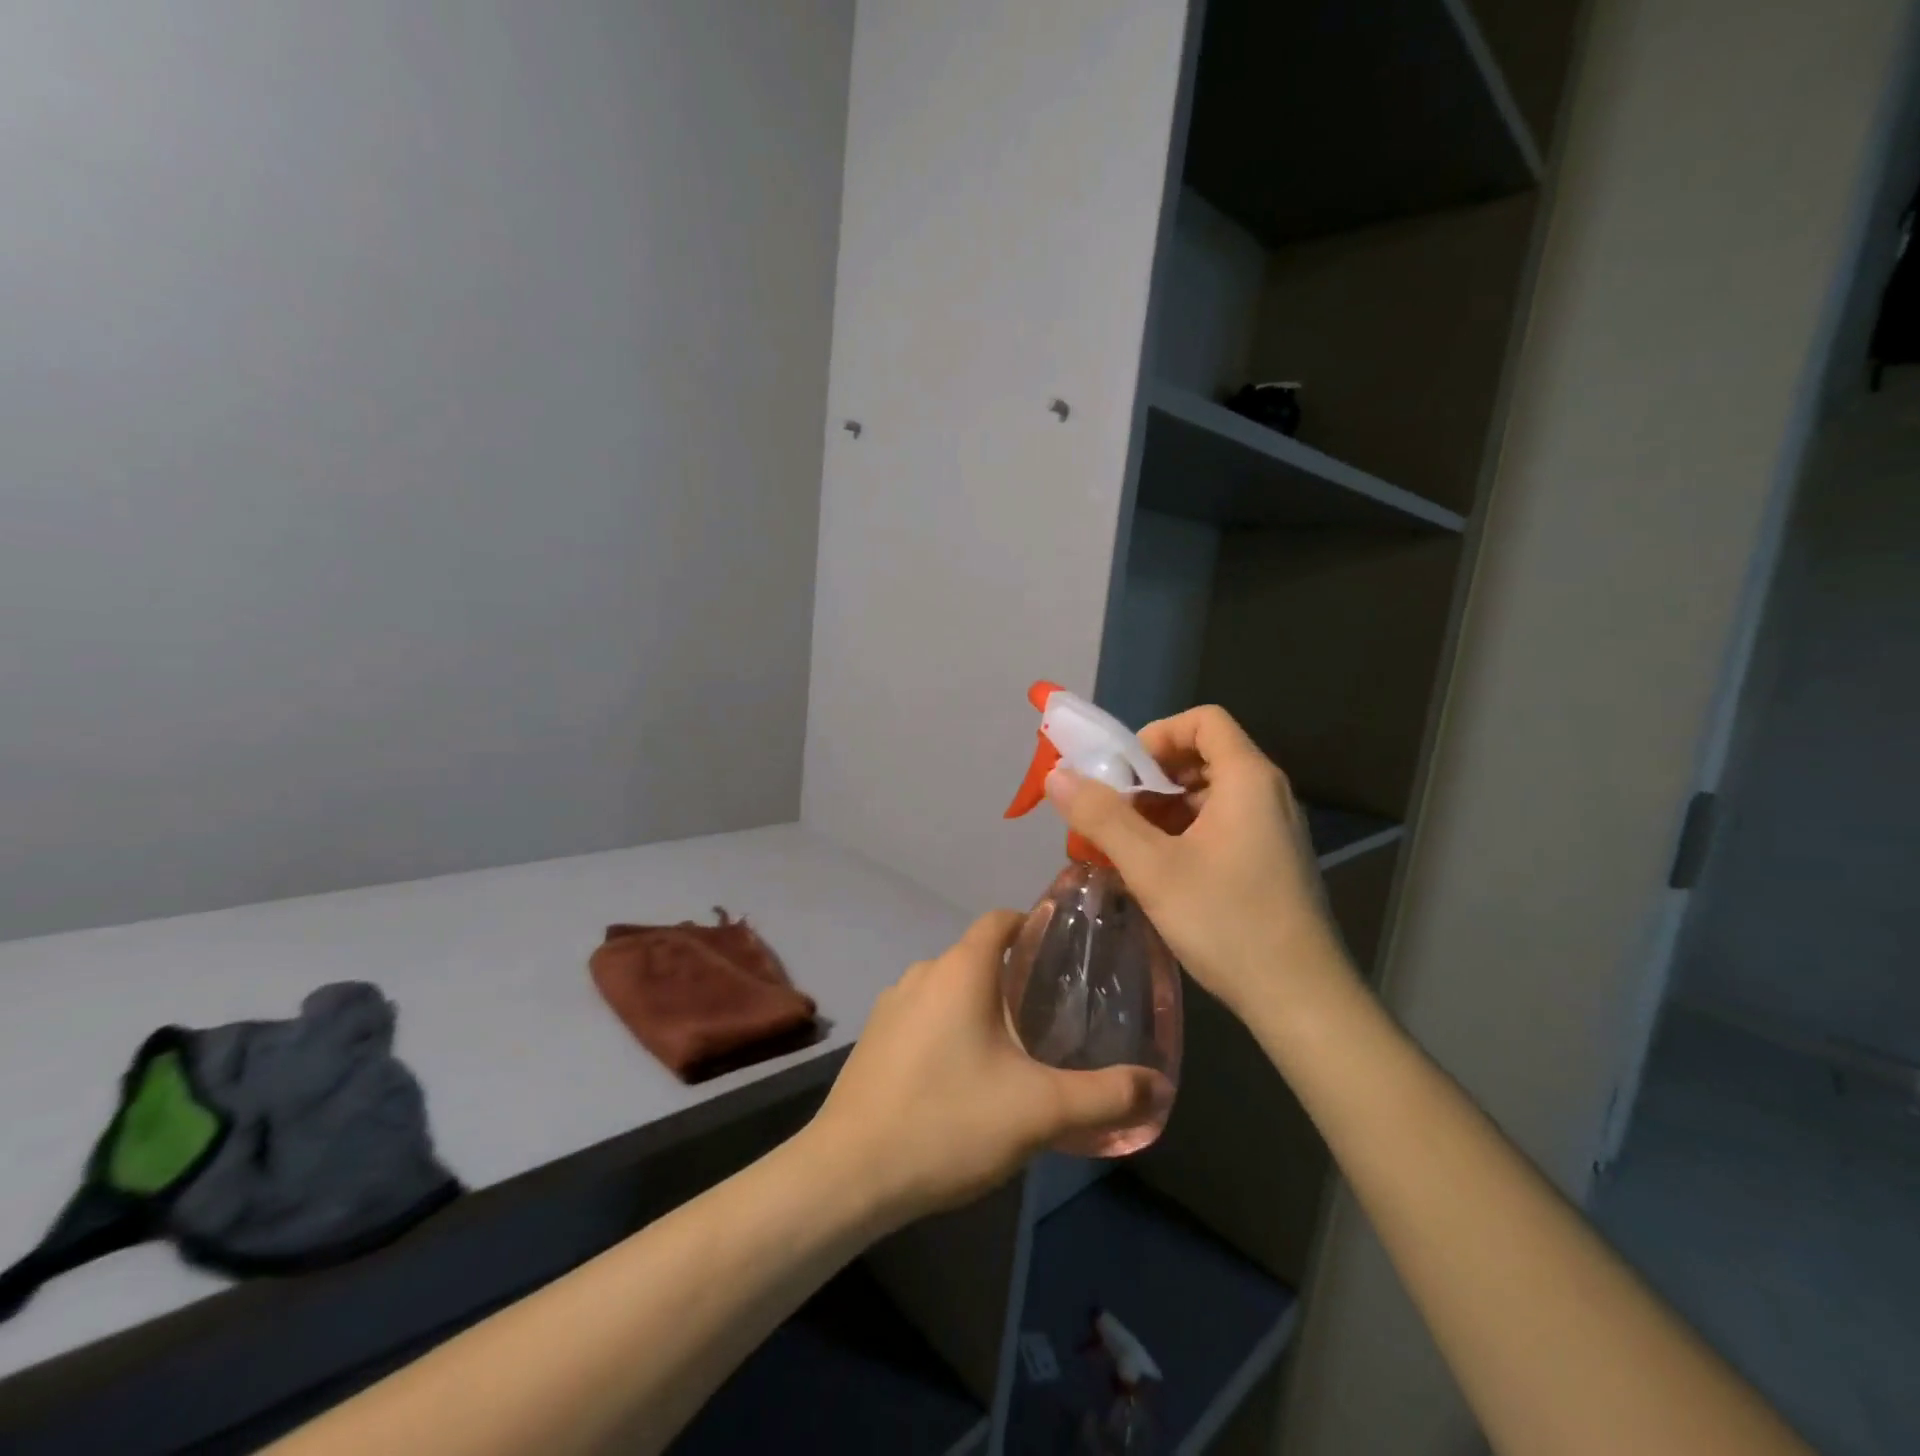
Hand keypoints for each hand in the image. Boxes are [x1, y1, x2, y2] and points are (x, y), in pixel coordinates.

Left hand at [806, 911, 1159, 1226]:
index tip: (1063, 952)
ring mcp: (891, 1005)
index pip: (1000, 920)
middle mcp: (922, 973)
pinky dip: (949, 1027)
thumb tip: (1157, 1085)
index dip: (1032, 925)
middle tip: (1051, 1013)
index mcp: (960, 970)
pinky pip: (923, 1015)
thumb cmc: (949, 1122)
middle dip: (1013, 976)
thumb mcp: (1039, 1111)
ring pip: (948, 988)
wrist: (849, 1173)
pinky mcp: (873, 1038)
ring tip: (1013, 1047)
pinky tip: (963, 1075)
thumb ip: (1104, 1096)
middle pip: (976, 956)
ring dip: (980, 1004)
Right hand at [1043, 705, 1352, 1018]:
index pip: (1203, 720)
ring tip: (1124, 846)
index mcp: (1247, 779)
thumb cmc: (1227, 921)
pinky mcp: (1269, 861)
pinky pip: (1219, 825)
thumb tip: (1057, 776)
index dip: (1157, 734)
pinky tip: (1154, 871)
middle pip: (1201, 756)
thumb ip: (1101, 816)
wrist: (1300, 1000)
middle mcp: (1266, 794)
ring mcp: (1271, 829)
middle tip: (1112, 812)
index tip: (1123, 773)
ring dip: (1160, 810)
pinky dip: (1181, 834)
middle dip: (1149, 777)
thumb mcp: (1152, 867)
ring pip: (1206, 795)